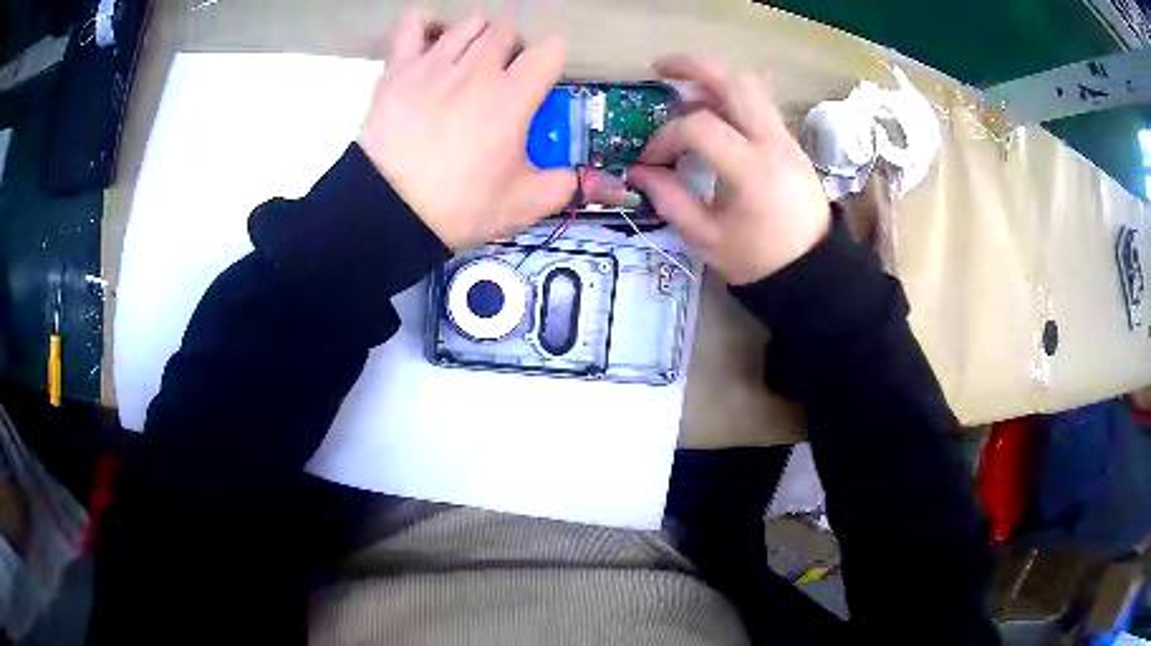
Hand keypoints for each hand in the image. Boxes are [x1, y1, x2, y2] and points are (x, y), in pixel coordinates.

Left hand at [358, 10, 576, 249]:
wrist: (388, 211)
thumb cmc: (458, 207)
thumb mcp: (521, 204)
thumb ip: (566, 186)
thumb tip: (599, 184)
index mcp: (512, 97)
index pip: (551, 49)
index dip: (551, 62)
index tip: (541, 82)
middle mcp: (476, 69)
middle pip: (508, 30)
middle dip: (513, 48)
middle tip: (504, 77)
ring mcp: (435, 64)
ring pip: (469, 23)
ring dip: (477, 37)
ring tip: (469, 63)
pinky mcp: (399, 68)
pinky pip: (414, 24)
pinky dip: (426, 27)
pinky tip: (431, 44)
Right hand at [628, 55, 830, 284]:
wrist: (814, 273)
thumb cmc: (760, 262)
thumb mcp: (708, 239)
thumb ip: (670, 199)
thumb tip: (639, 171)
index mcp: (752, 170)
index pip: (699, 127)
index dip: (665, 138)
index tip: (651, 161)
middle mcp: (773, 143)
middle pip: (734, 81)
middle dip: (692, 66)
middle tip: (659, 68)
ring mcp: (786, 139)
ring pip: (750, 86)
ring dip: (713, 79)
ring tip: (682, 89)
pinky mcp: (790, 143)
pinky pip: (758, 105)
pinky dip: (730, 98)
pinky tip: (710, 113)